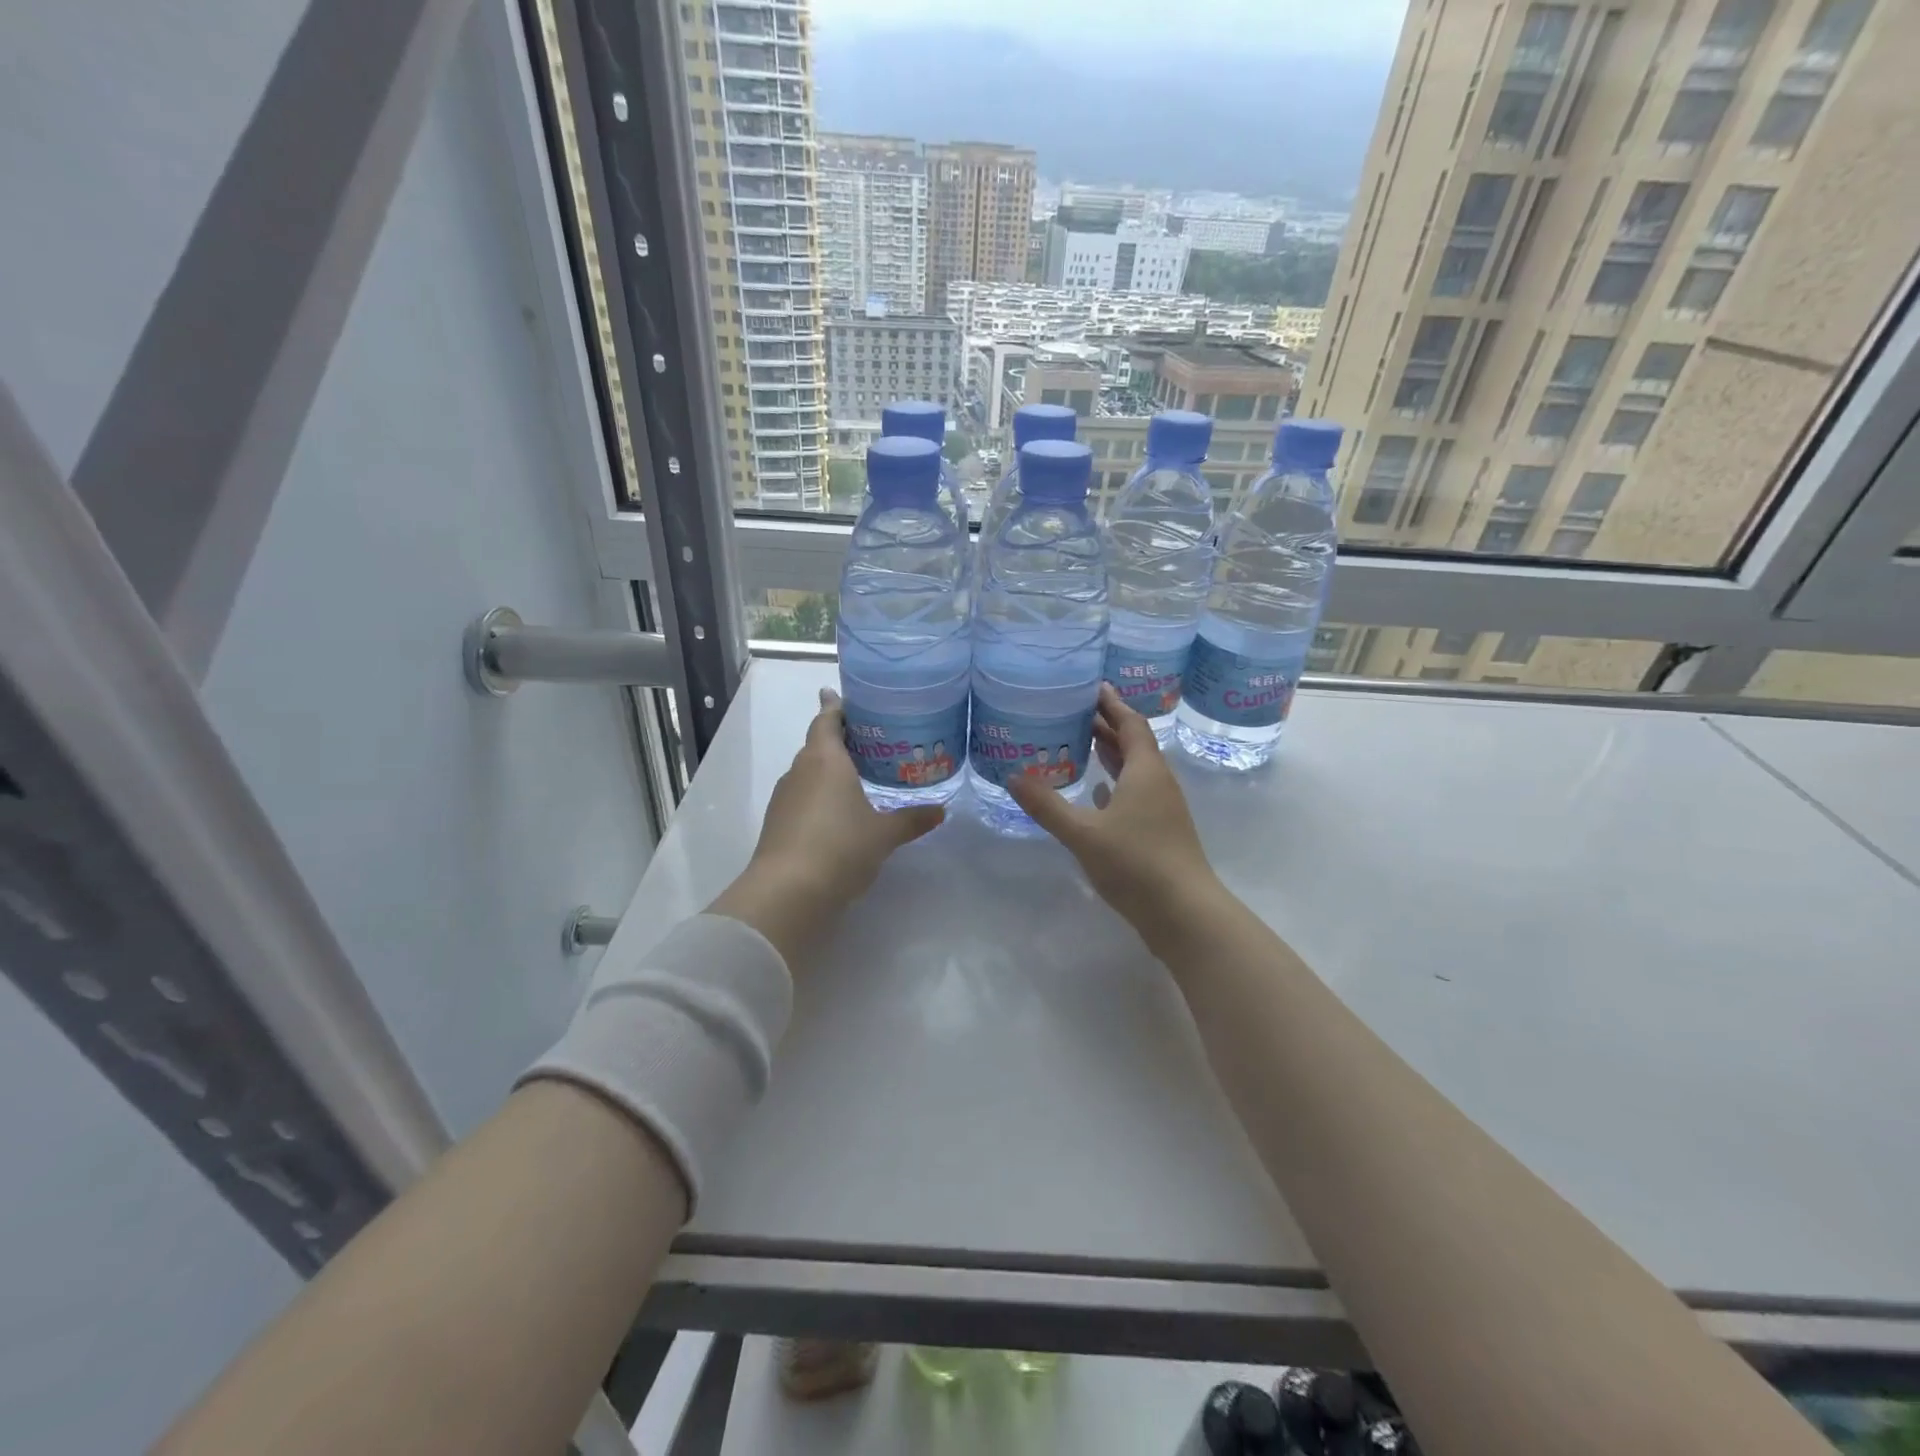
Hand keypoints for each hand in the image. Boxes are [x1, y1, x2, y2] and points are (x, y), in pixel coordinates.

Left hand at [710, 688, 943, 965]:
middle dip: (838, 739)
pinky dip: (819, 795)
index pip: (827, 720)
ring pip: (808, 773)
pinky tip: (837, 812)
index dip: (835, 707)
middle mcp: (800, 771)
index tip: (839, 695)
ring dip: (828, 770)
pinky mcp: (777, 824)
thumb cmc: (841, 848)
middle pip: (817, 745)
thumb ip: (912, 819)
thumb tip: (941, 811)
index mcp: (825, 760)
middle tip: (867, 739)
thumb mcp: (884, 834)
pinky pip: (802, 797)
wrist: (788, 893)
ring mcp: (784, 798)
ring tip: (857, 775)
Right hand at [1006, 683, 1220, 946]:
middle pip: (1133, 743)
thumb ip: (1047, 804)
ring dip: (1112, 754)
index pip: (1130, 723)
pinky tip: (1098, 792)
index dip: (1111, 703)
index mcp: (1145, 771)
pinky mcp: (1160, 831)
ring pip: (1136, 769)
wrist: (1184, 913)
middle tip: (1073, 712)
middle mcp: (1158, 782)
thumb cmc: (1136, 863)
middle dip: (1106, 725)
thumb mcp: (1083, 833)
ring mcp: (1163, 808)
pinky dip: (1116, 784)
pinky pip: (1136, 793)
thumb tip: (1013, 776)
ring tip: (1081, 743)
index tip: (1091, 686)